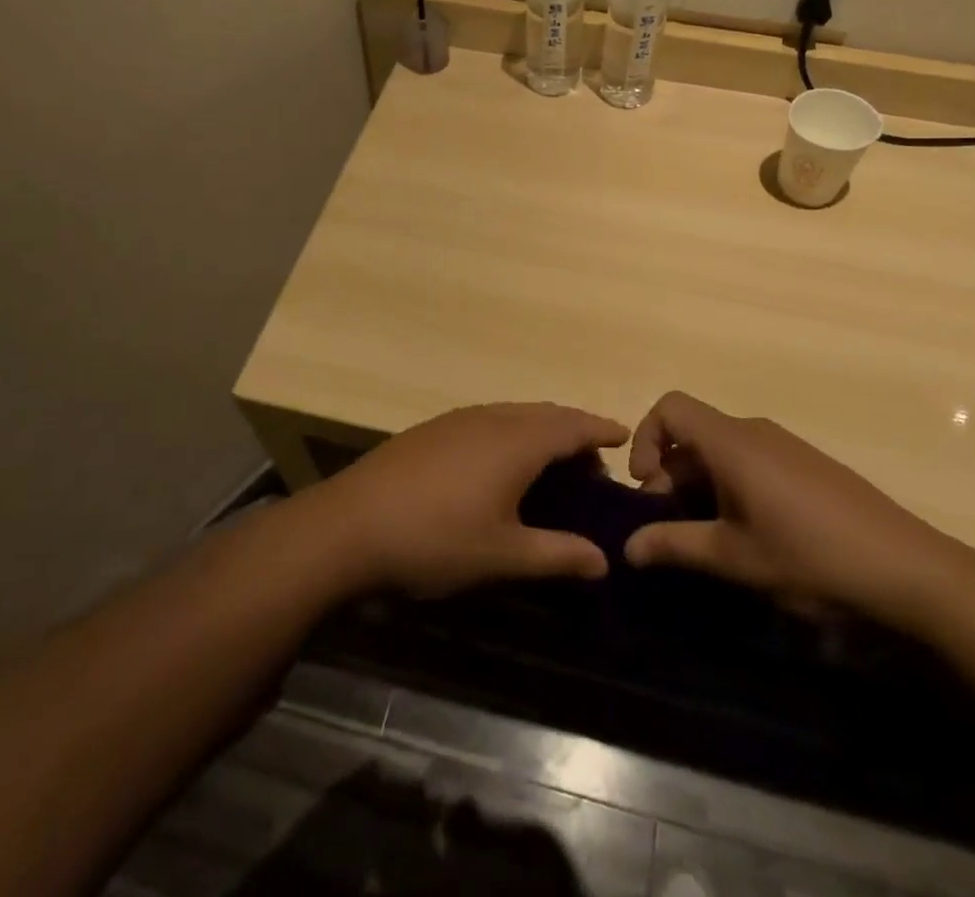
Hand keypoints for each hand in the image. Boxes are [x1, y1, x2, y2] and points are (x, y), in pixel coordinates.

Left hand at [313, 403, 630, 597]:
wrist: (349, 525)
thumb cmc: (435, 540)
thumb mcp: (502, 556)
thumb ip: (557, 555)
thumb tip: (604, 561)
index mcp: (517, 441)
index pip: (572, 425)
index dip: (600, 429)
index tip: (624, 436)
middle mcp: (492, 418)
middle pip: (545, 414)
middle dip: (574, 431)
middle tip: (593, 464)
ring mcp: (458, 420)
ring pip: (515, 414)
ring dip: (541, 431)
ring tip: (553, 465)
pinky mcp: (433, 430)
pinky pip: (489, 420)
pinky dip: (512, 433)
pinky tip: (501, 465)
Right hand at [623, 391, 974, 630]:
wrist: (910, 569)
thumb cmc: (811, 556)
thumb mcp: (735, 557)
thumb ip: (675, 546)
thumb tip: (628, 547)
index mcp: (731, 442)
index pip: (670, 407)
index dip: (645, 439)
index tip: (648, 489)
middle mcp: (754, 431)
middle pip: (693, 433)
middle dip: (670, 476)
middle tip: (674, 530)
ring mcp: (785, 446)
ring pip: (722, 450)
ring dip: (702, 486)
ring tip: (712, 539)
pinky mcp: (807, 465)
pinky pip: (751, 460)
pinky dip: (733, 487)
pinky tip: (753, 535)